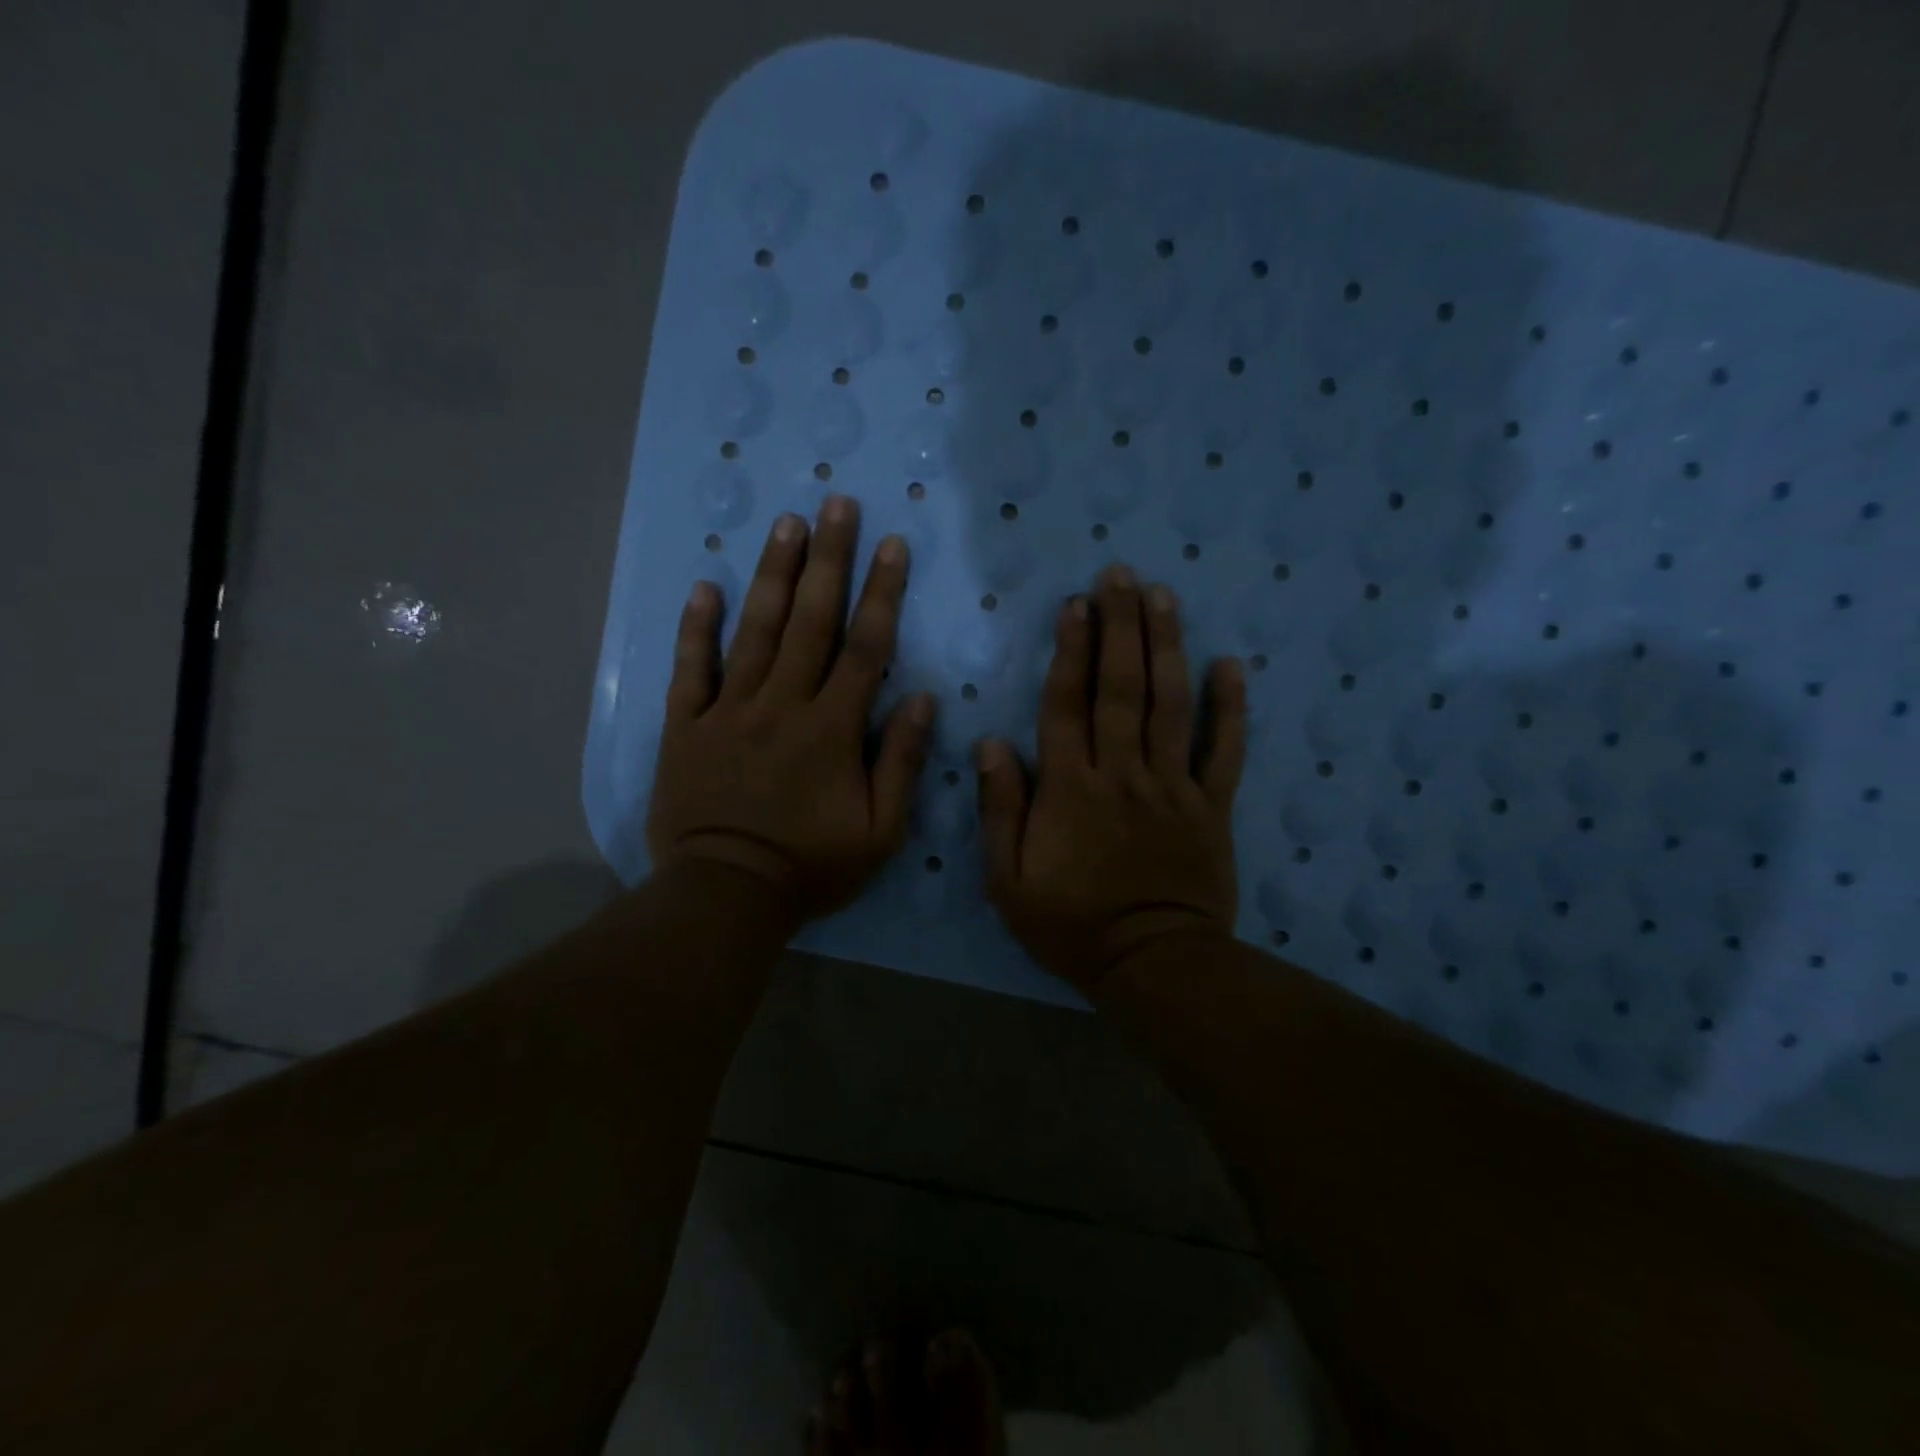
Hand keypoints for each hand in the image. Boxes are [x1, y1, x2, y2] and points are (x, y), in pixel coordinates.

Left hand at [647, 496, 935, 920]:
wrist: (726, 894)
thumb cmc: (812, 866)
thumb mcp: (880, 831)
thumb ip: (902, 762)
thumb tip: (924, 700)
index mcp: (832, 729)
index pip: (865, 648)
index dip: (881, 593)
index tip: (892, 544)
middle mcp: (782, 704)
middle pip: (810, 622)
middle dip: (828, 560)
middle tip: (837, 504)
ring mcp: (730, 711)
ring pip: (754, 631)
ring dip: (773, 575)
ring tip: (787, 524)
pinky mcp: (687, 726)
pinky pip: (692, 670)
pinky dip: (696, 628)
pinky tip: (703, 586)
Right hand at [976, 565, 1246, 995]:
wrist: (1152, 964)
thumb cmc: (1071, 924)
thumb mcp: (1008, 880)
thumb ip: (1000, 808)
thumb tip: (991, 743)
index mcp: (1070, 788)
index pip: (1067, 704)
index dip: (1070, 650)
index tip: (1074, 603)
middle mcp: (1122, 773)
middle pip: (1121, 688)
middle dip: (1119, 626)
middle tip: (1120, 574)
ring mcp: (1173, 786)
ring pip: (1170, 705)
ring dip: (1166, 646)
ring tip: (1162, 596)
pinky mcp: (1211, 806)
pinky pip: (1224, 750)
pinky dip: (1230, 707)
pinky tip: (1231, 665)